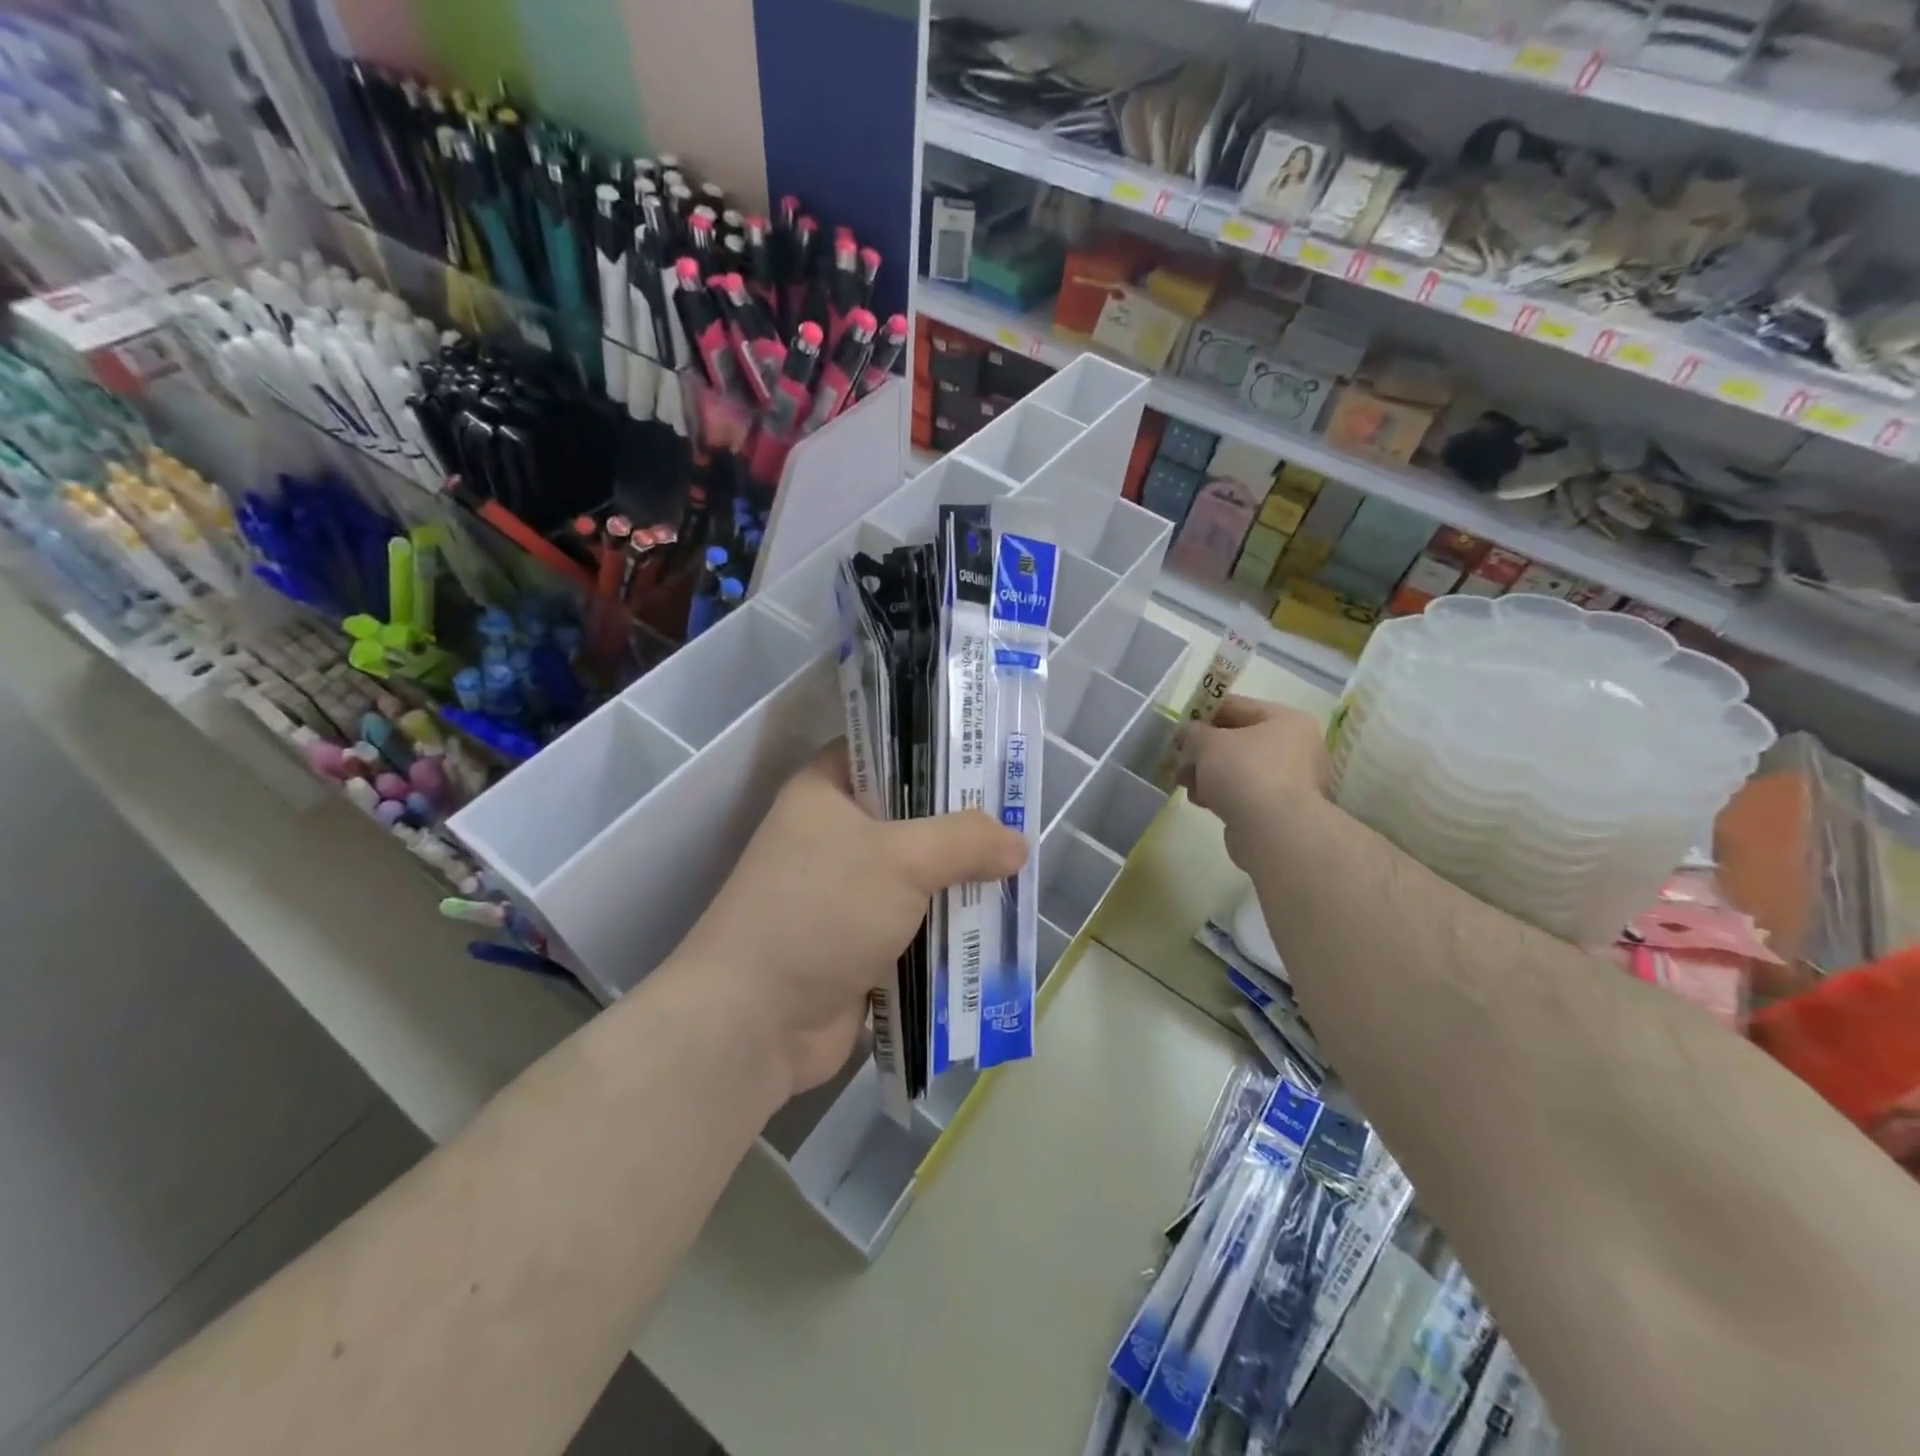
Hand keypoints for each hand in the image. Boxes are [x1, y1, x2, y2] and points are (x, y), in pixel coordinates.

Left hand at [678, 743, 1026, 1099]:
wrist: (755, 1022)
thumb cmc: (821, 912)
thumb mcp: (900, 859)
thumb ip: (964, 841)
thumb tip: (1017, 844)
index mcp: (825, 792)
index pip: (884, 750)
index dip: (935, 750)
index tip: (988, 760)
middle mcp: (832, 835)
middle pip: (910, 816)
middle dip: (961, 825)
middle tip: (1019, 821)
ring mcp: (845, 893)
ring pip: (917, 875)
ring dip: (959, 882)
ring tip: (1019, 874)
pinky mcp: (858, 943)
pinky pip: (915, 924)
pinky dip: (947, 928)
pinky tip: (995, 926)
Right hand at [1178, 696, 1330, 863]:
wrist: (1272, 830)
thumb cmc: (1244, 771)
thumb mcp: (1208, 742)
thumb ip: (1193, 732)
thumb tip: (1189, 733)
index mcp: (1285, 720)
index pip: (1237, 706)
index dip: (1204, 711)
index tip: (1180, 723)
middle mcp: (1293, 747)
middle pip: (1237, 739)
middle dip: (1203, 748)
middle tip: (1178, 755)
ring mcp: (1288, 780)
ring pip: (1237, 768)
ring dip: (1207, 773)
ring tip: (1182, 781)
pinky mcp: (1277, 809)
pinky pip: (1242, 792)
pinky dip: (1220, 793)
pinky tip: (1200, 800)